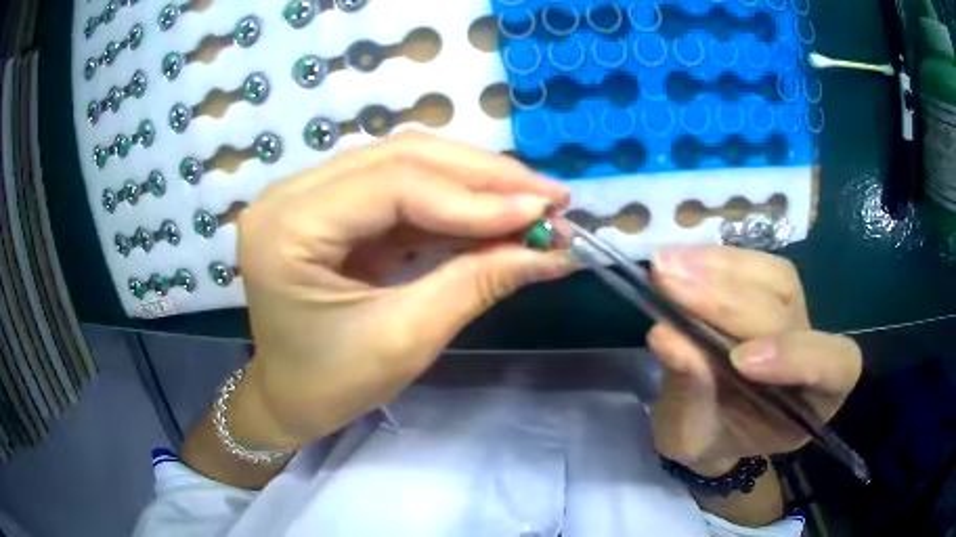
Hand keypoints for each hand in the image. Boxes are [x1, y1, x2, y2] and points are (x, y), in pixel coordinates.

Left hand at [234, 133, 574, 448]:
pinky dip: (452, 200)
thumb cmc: (330, 385)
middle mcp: (290, 194)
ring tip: (532, 201)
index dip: (475, 197)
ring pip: (405, 163)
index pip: (394, 184)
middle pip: (401, 158)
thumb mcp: (403, 341)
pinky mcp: (330, 206)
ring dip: (473, 182)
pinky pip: (399, 187)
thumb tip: (554, 251)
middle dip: (483, 178)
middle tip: (550, 197)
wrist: (288, 398)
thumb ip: (476, 283)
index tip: (544, 214)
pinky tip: (494, 213)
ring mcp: (307, 194)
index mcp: (286, 227)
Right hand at [648, 246, 861, 475]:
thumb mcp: (691, 438)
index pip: (832, 366)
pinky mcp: (767, 288)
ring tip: (669, 267)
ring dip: (719, 269)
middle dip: (729, 300)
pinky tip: (679, 259)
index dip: (795, 356)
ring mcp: (793, 313)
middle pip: (788, 311)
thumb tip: (666, 336)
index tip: (738, 360)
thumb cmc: (708, 441)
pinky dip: (712, 260)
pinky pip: (751, 265)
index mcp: (815, 399)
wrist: (708, 423)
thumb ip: (690, 392)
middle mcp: (813, 348)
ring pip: (774, 277)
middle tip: (671, 283)